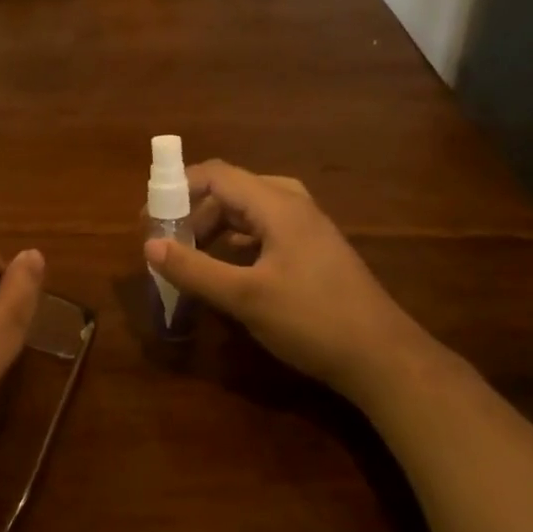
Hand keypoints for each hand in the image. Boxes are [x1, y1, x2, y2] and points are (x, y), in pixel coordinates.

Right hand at [144, 161, 423, 396]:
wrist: (382, 357)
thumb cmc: (312, 319)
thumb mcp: (245, 296)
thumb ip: (195, 269)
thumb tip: (150, 246)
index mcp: (278, 205)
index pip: (217, 174)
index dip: (178, 188)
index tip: (151, 217)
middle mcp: (294, 206)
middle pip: (232, 190)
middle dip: (195, 211)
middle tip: (170, 242)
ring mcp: (308, 229)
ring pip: (249, 211)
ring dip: (216, 227)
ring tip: (192, 256)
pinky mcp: (314, 251)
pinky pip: (266, 230)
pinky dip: (238, 242)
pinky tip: (228, 269)